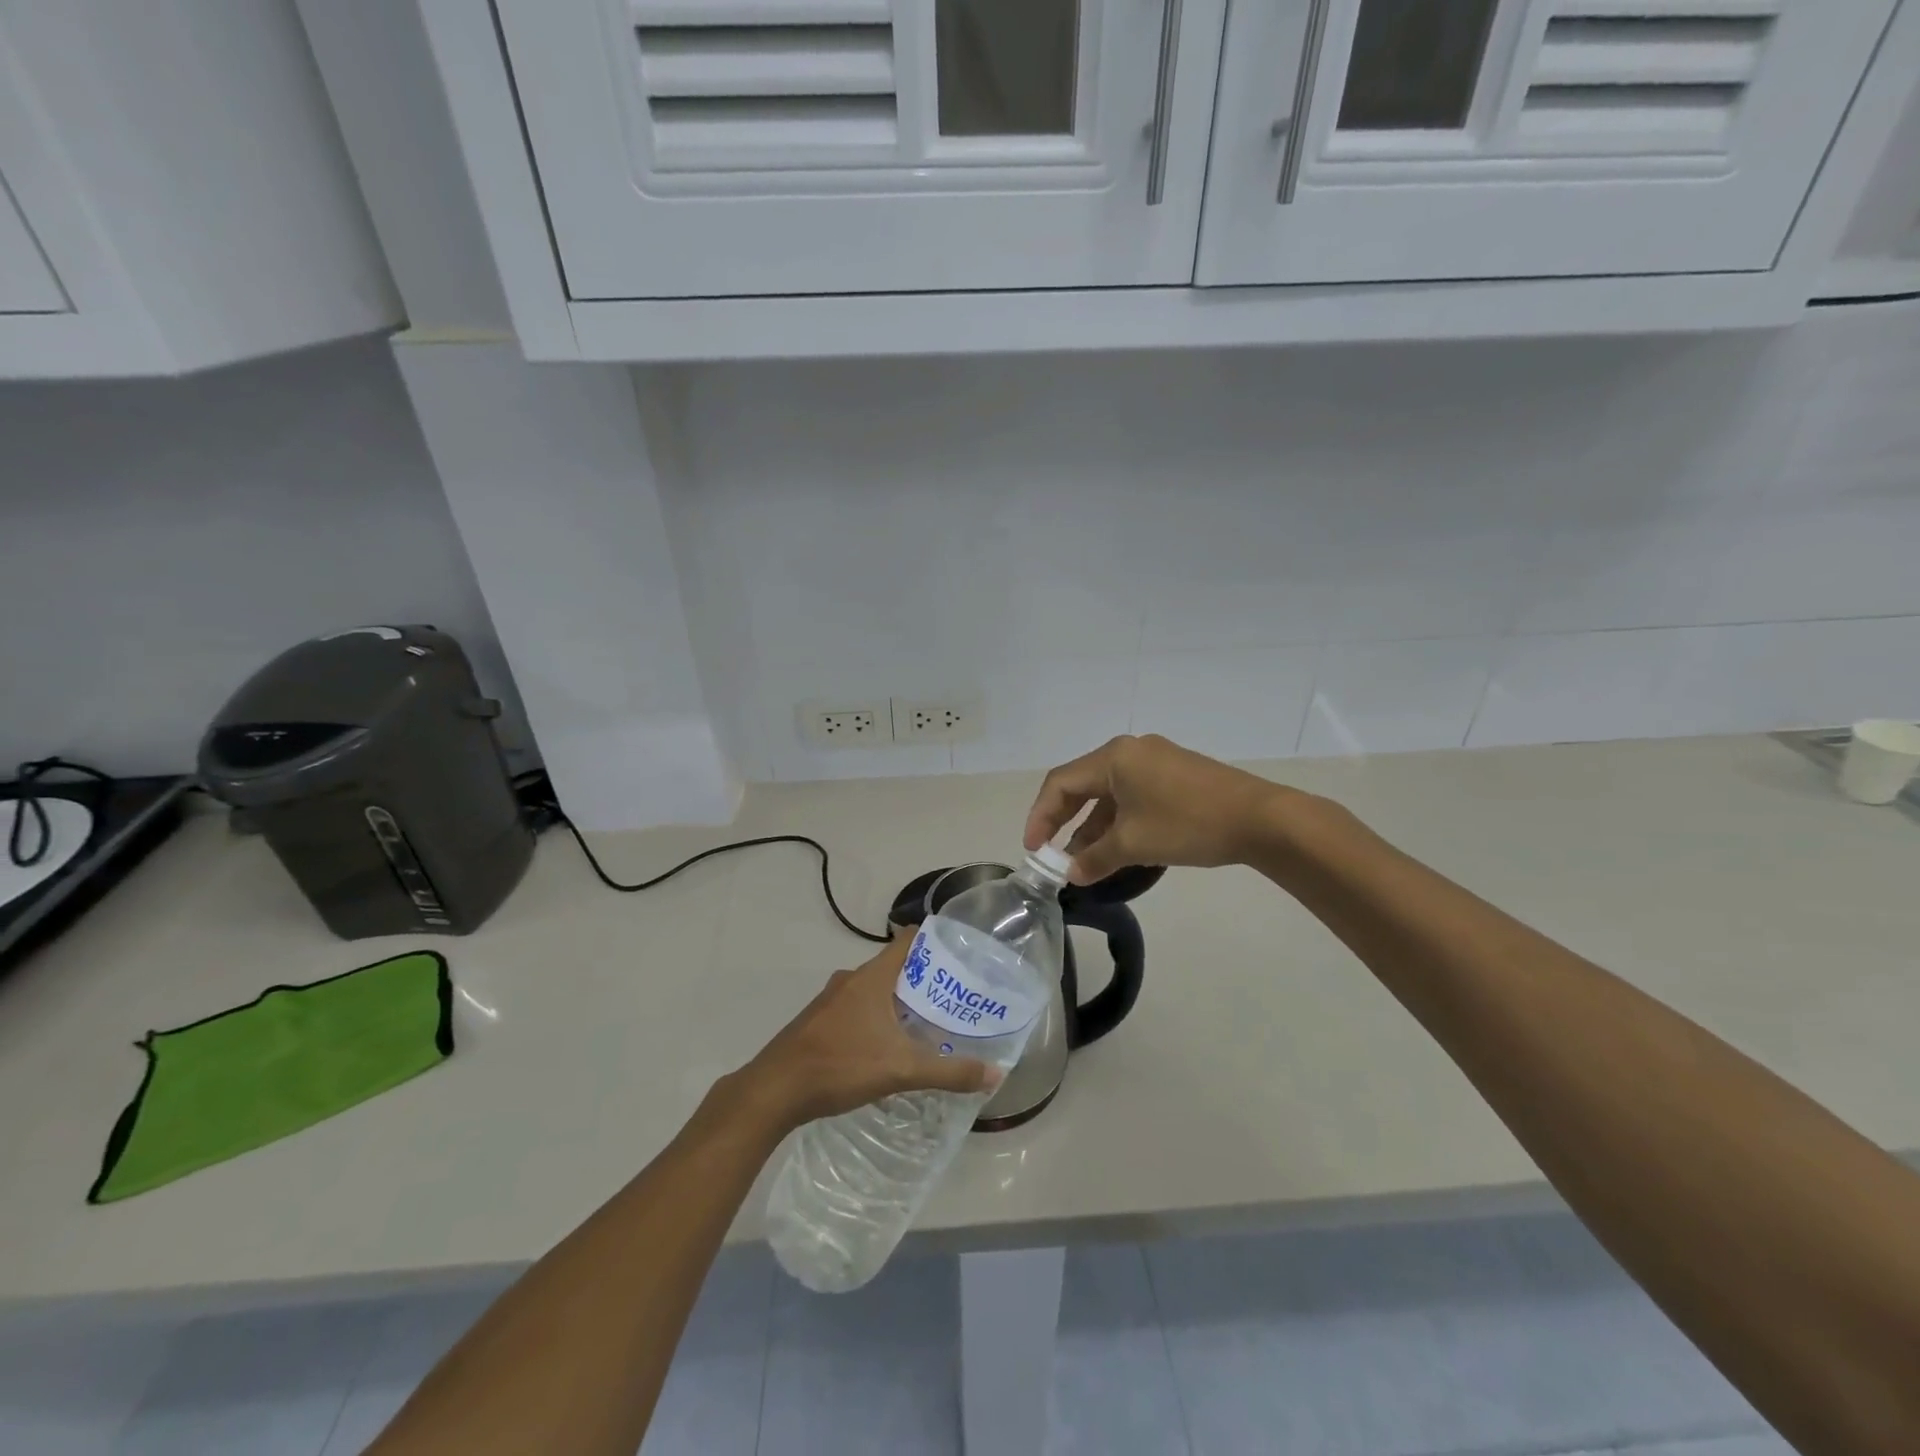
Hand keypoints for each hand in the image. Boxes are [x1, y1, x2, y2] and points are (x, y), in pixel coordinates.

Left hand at [734, 936, 1001, 1131]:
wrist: (774, 1090)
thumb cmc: (840, 1065)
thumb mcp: (901, 1069)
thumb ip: (949, 1072)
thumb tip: (995, 1074)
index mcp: (871, 977)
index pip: (908, 940)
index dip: (934, 941)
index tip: (961, 953)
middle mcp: (851, 980)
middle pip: (894, 967)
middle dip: (923, 980)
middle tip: (953, 999)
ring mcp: (831, 1000)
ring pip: (873, 990)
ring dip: (898, 1002)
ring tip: (926, 1025)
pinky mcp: (818, 1022)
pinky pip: (856, 1009)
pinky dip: (876, 1019)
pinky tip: (887, 1048)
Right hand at [1025, 734, 1293, 883]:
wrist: (1261, 819)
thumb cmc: (1188, 824)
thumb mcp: (1134, 844)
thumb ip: (1095, 858)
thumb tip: (1071, 874)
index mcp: (1114, 757)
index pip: (1060, 783)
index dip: (1041, 816)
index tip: (1034, 850)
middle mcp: (1130, 751)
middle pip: (1082, 784)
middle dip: (1064, 821)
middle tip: (1051, 853)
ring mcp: (1156, 761)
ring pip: (1109, 793)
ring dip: (1093, 826)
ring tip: (1084, 861)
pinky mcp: (1175, 775)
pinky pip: (1132, 796)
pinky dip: (1118, 821)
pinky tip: (1117, 848)